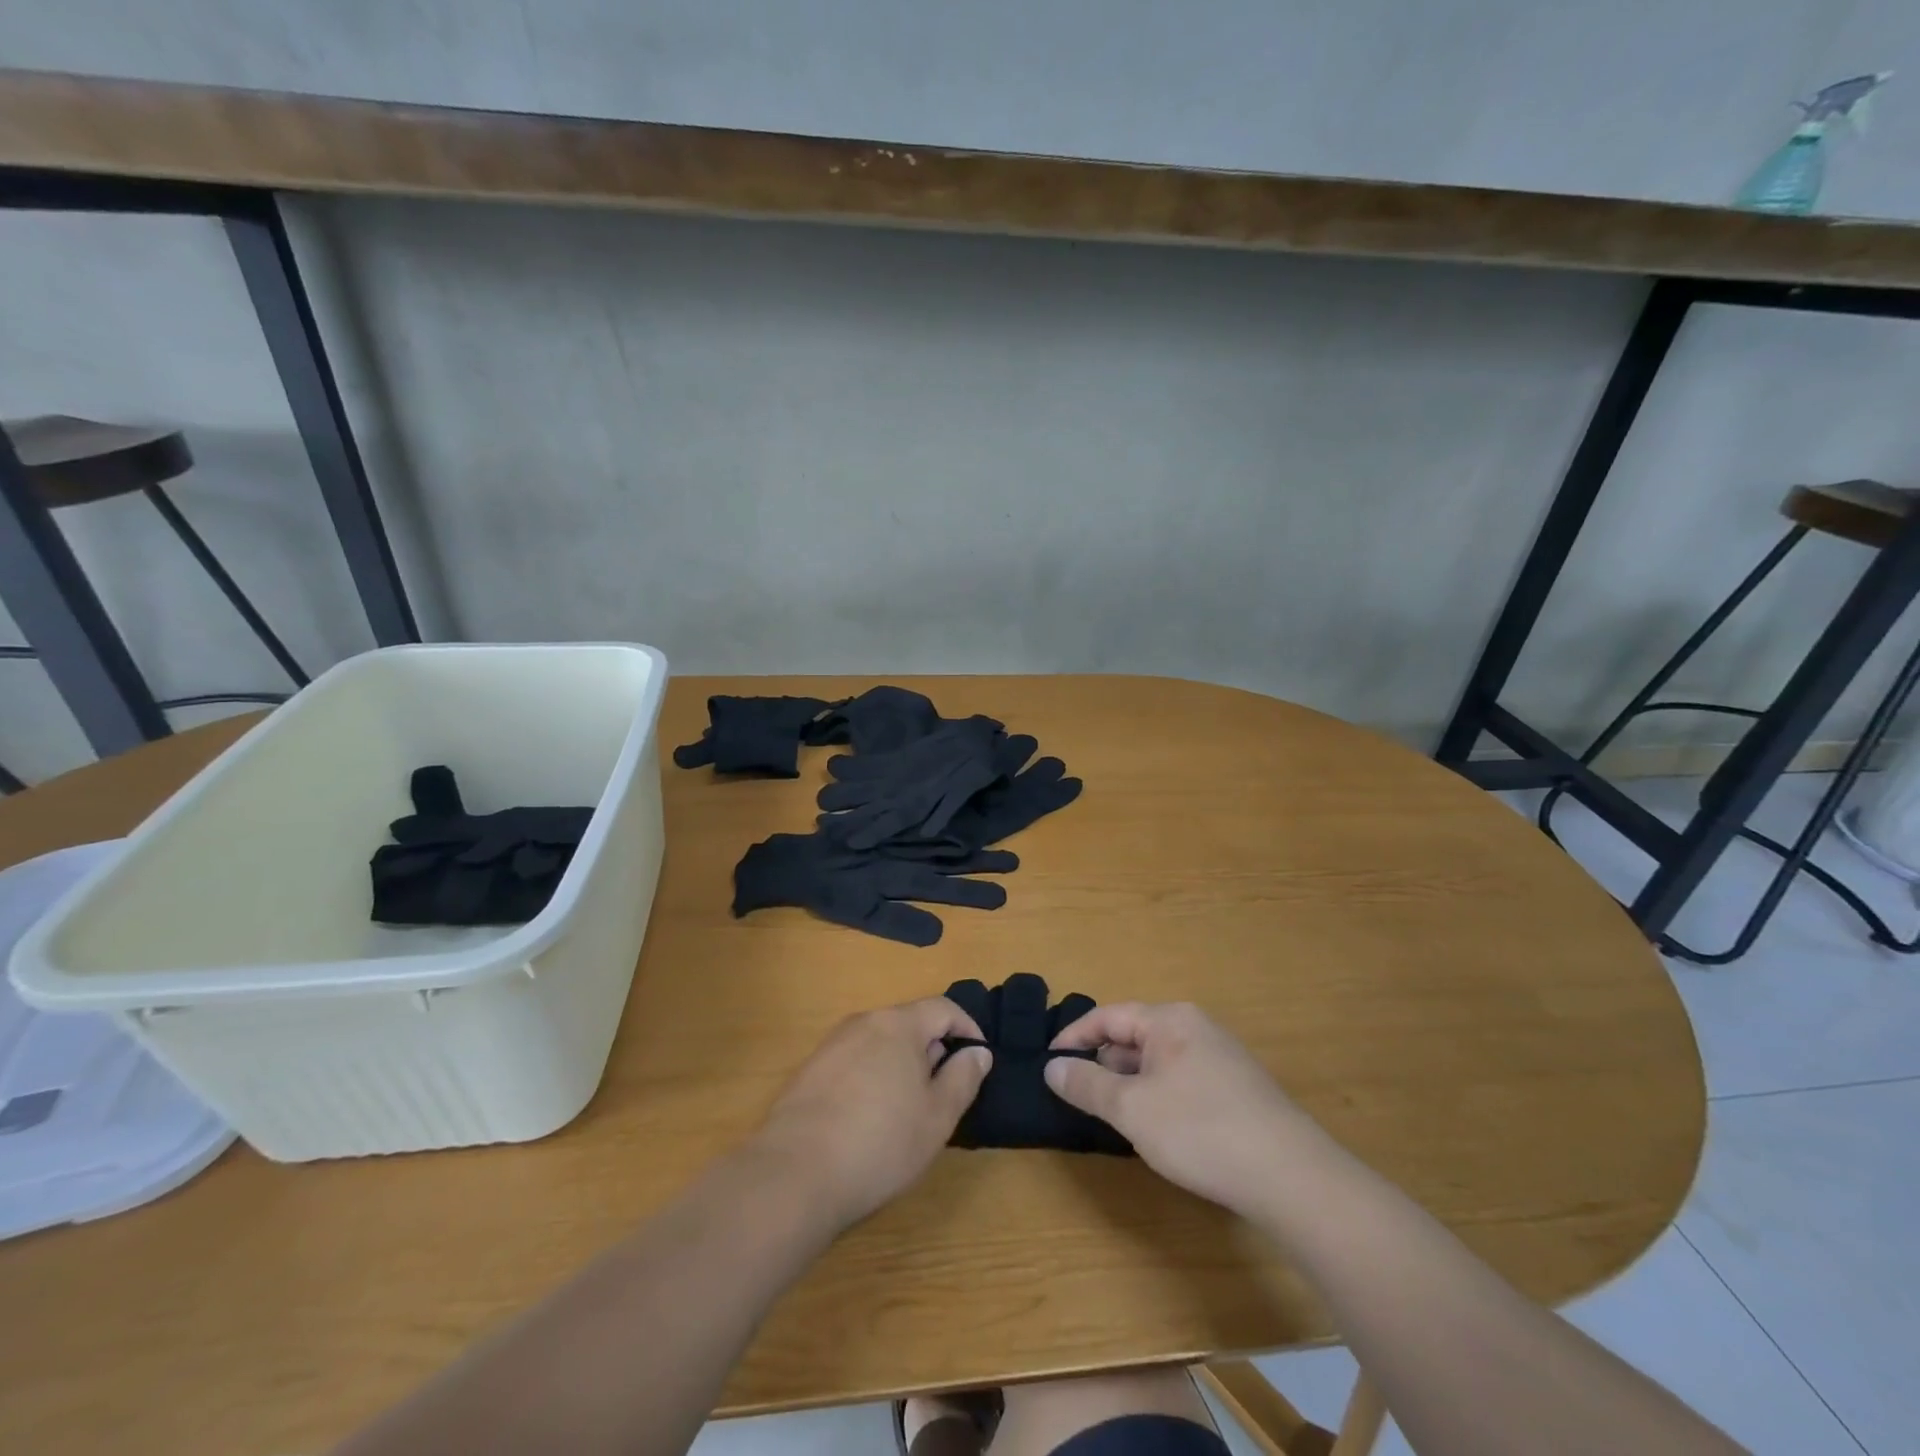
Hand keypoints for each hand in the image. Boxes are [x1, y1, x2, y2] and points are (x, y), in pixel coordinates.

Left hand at [752, 997, 992, 1230]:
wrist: (795, 1174)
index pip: (943, 1008)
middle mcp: (864, 1022)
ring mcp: (831, 1044)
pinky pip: (854, 1062)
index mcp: (899, 1024)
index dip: (967, 1028)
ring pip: (880, 1043)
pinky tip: (868, 1120)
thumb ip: (963, 1078)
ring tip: (907, 1110)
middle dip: (932, 1049)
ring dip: (901, 1065)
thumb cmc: (880, 1143)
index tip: (978, 1059)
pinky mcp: (809, 1071)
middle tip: (943, 1093)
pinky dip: (872, 1078)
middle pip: (909, 1023)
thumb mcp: (937, 1117)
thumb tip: (978, 1051)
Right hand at [1046, 1001, 1326, 1215]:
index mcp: (1169, 1020)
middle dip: (1103, 1063)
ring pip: (1158, 1061)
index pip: (1108, 1016)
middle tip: (1078, 1096)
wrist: (1292, 1176)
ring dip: (1130, 1083)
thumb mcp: (1132, 1109)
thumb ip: (1087, 1086)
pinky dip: (1157, 1096)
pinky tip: (1157, 1129)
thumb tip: (1052, 1068)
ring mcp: (1221, 1058)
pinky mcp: (1237, 1089)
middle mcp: (1196, 1028)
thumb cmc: (1200, 1130)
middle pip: (1134, 1036)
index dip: (1073, 1038)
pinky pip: (1181, 1080)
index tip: (1049, 1064)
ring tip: (1113, 1115)